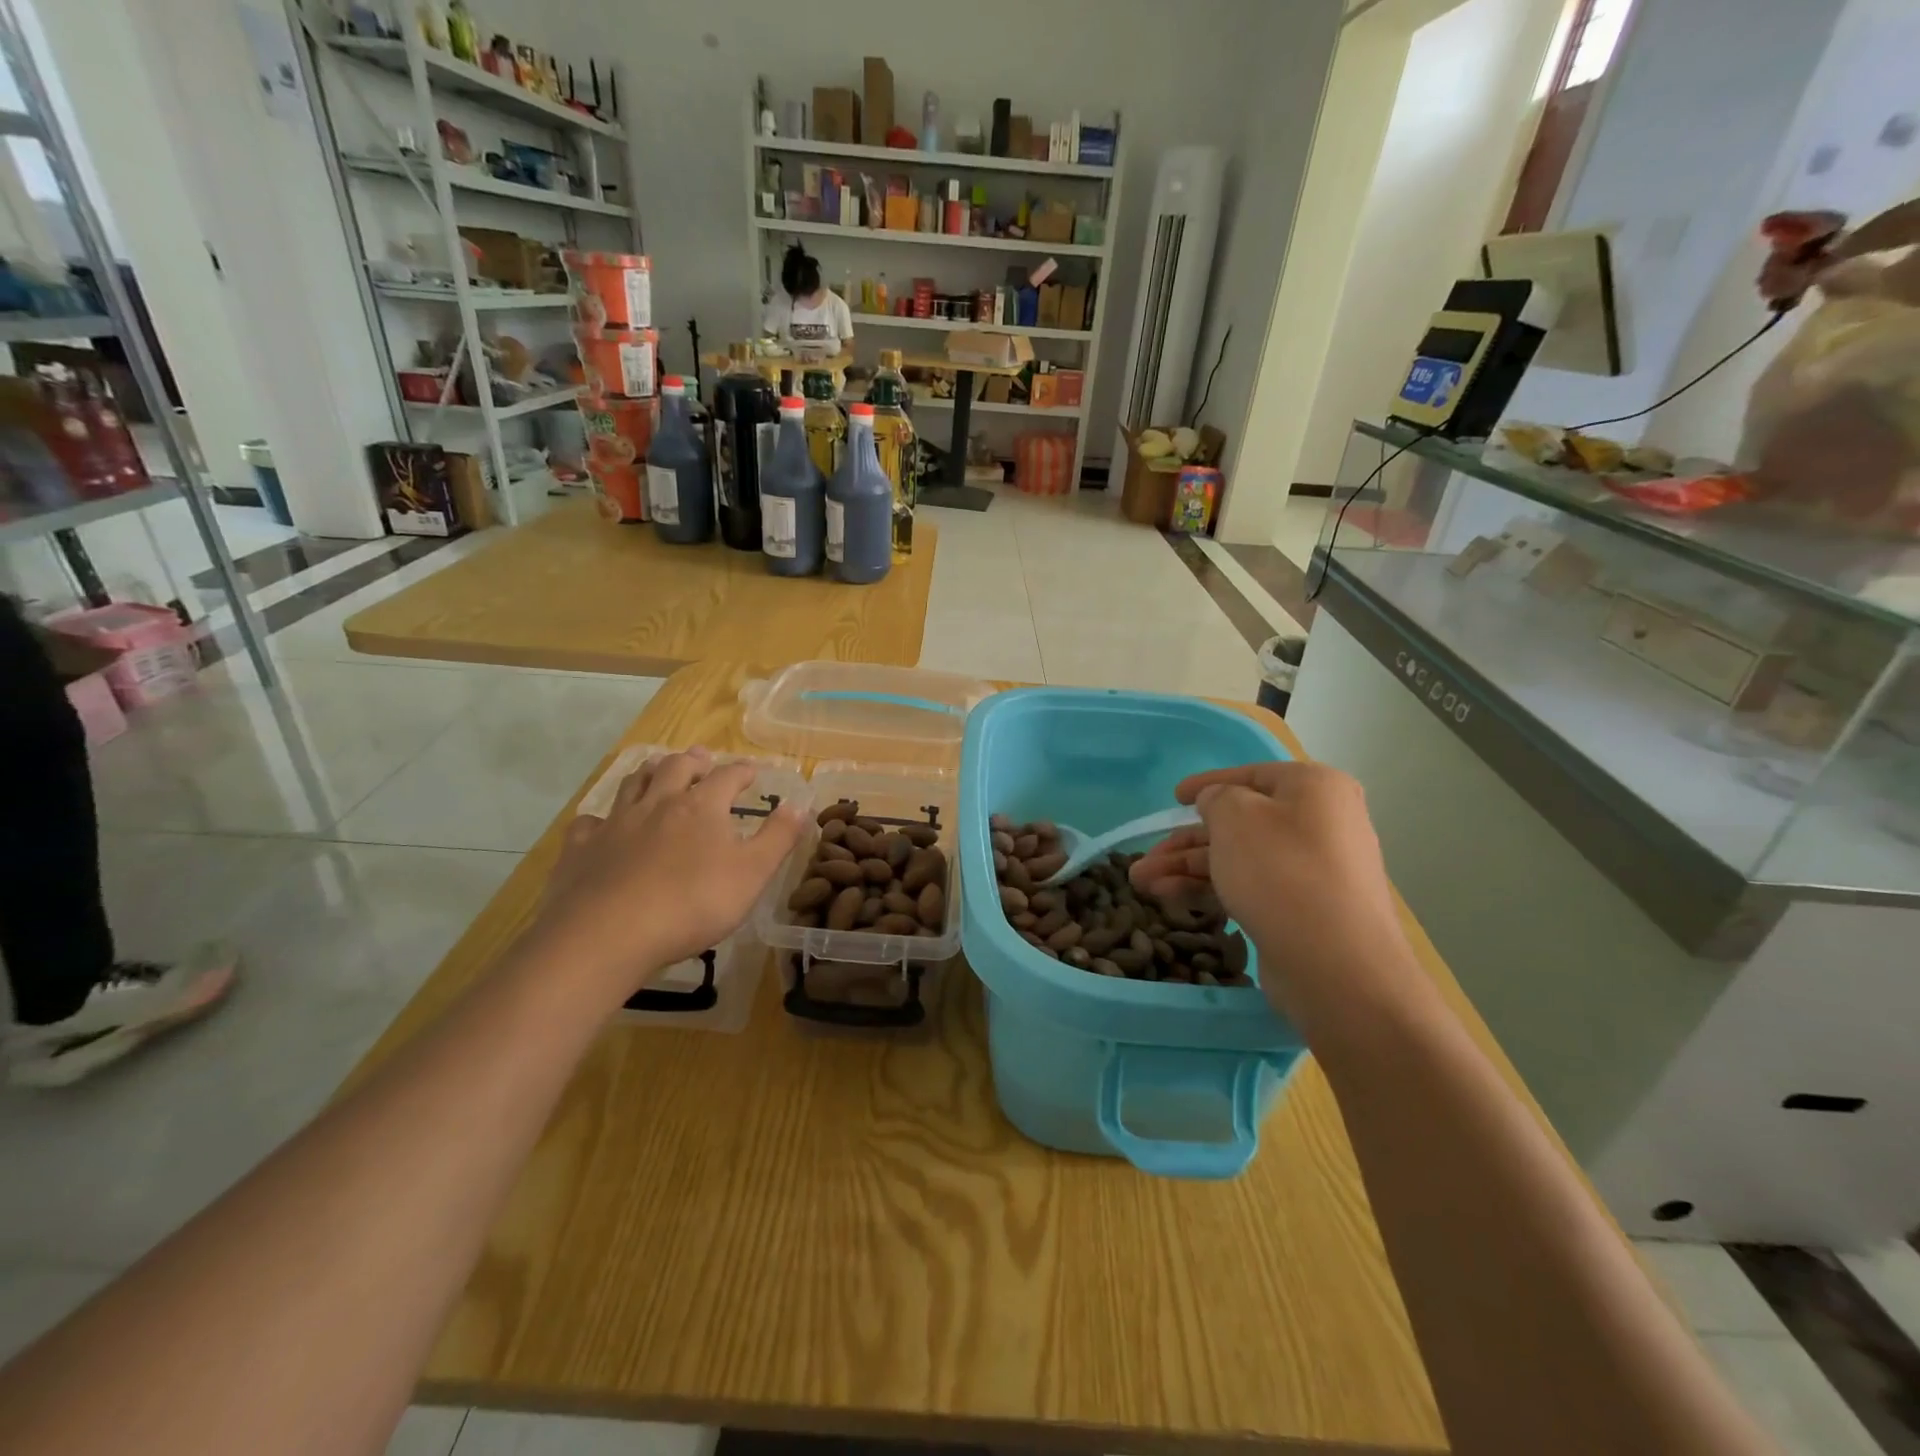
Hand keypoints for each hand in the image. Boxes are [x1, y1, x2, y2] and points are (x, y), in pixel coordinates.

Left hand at [531, 749, 805, 1000]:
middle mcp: (657, 804)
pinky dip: (600, 819)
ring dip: (648, 774)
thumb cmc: (692, 904)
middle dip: (692, 761)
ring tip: (655, 771)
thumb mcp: (752, 874)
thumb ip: (778, 838)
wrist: (608, 934)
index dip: (742, 771)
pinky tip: (601, 826)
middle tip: (701, 758)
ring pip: (632, 785)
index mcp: (701, 807)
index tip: (752, 771)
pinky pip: (589, 823)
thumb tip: (800, 805)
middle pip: (675, 769)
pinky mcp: (581, 849)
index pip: (727, 777)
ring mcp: (615, 824)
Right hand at [1129, 761, 1414, 1024]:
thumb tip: (1217, 803)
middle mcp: (1320, 823)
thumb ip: (1216, 798)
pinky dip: (1211, 889)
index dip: (1206, 784)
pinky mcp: (1304, 910)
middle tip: (1145, 859)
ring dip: (1187, 868)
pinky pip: (1250, 887)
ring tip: (1142, 885)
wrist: (1336, 965)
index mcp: (1314, 788)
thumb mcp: (1235, 817)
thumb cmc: (1281, 872)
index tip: (1173, 797)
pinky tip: (1171, 899)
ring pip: (1238, 859)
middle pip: (1239, 823)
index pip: (1250, 775)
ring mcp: (1314, 870)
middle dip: (1185, 842)